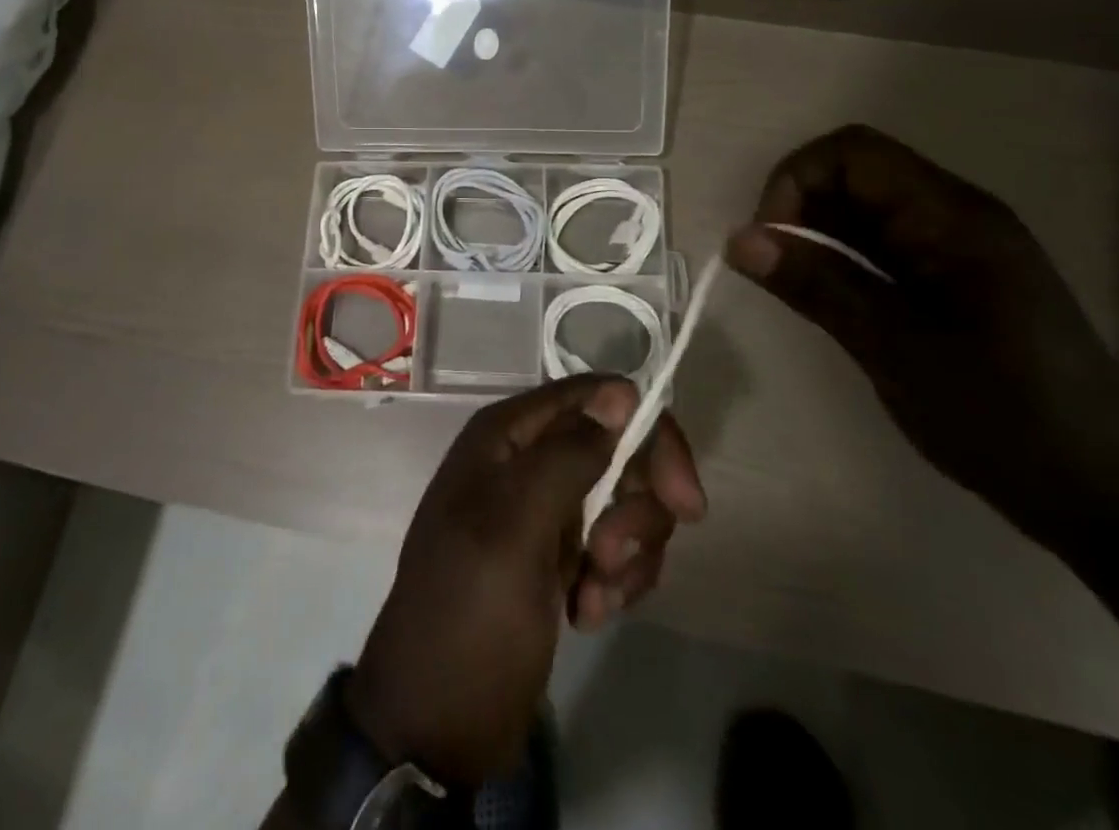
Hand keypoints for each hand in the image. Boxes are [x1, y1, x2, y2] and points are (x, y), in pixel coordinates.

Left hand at [346, 375, 704, 784]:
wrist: (436, 725)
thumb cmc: (469, 615)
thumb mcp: (515, 528)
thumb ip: (568, 455)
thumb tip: (621, 392)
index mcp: (509, 435)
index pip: (598, 397)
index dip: (647, 434)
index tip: (682, 498)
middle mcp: (530, 460)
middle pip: (620, 450)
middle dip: (636, 507)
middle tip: (615, 559)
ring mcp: (547, 509)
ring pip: (626, 501)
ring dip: (627, 553)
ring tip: (593, 596)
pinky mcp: (561, 555)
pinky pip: (617, 546)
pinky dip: (617, 581)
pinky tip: (588, 614)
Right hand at [725, 124, 1118, 546]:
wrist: (1104, 497)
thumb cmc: (1003, 418)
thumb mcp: (895, 349)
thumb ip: (817, 285)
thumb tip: (738, 238)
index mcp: (952, 217)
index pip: (852, 152)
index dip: (795, 180)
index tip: (768, 240)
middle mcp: (956, 215)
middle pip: (856, 174)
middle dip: (801, 209)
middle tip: (775, 271)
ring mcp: (959, 247)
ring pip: (866, 212)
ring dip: (819, 237)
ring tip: (799, 292)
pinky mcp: (956, 279)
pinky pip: (884, 245)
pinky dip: (844, 261)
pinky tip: (834, 302)